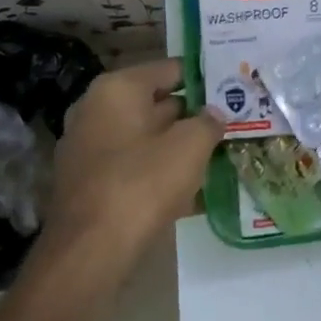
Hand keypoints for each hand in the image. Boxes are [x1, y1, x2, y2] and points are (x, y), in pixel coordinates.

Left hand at [43, 58, 224, 262]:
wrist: (91, 251)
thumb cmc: (143, 184)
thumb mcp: (190, 146)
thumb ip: (209, 122)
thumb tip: (214, 115)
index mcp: (117, 90)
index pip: (170, 69)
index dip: (204, 79)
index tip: (232, 91)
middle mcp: (95, 110)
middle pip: (156, 103)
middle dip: (193, 115)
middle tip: (232, 123)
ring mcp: (88, 148)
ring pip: (146, 139)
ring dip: (179, 147)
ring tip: (219, 156)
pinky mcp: (89, 183)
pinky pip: (134, 167)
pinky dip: (160, 173)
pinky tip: (193, 191)